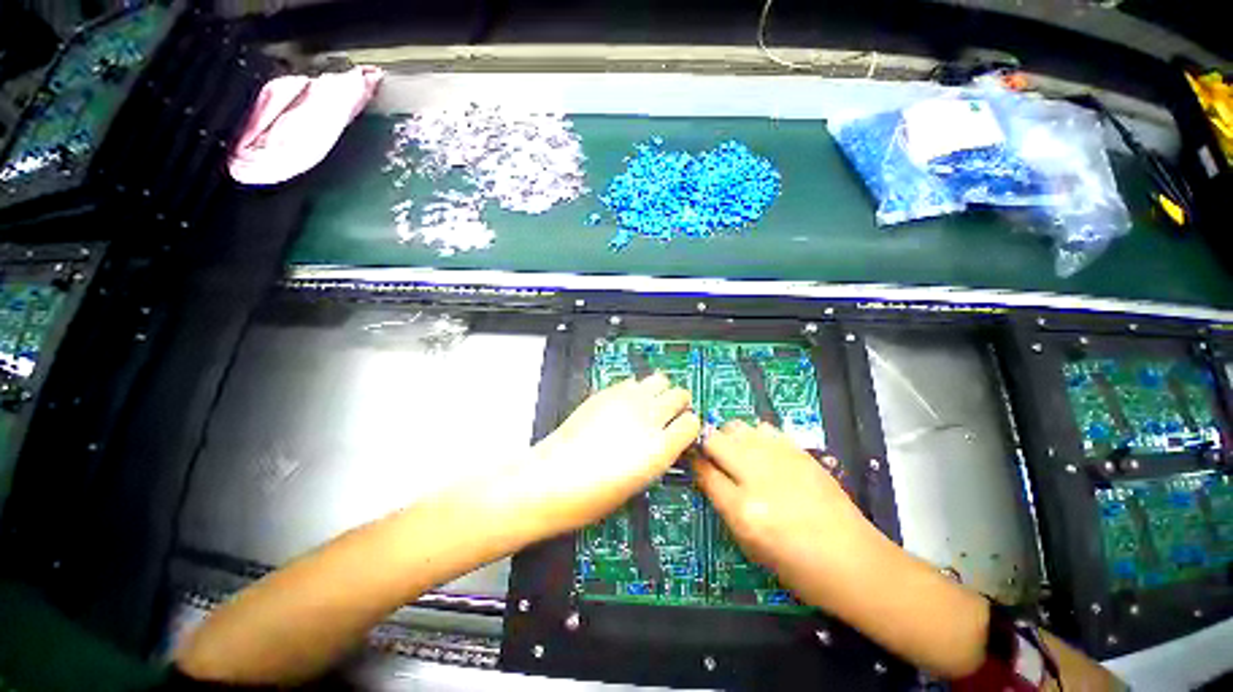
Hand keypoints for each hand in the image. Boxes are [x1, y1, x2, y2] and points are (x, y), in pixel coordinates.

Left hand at [509, 373, 700, 540]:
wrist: (550, 480)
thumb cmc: (591, 497)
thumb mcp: (638, 484)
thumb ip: (657, 455)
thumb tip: (665, 441)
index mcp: (659, 449)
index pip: (692, 423)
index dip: (688, 426)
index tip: (683, 430)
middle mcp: (648, 418)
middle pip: (680, 394)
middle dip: (679, 403)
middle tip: (670, 413)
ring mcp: (626, 401)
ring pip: (659, 379)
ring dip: (660, 390)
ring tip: (650, 402)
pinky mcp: (606, 393)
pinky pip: (632, 381)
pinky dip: (635, 389)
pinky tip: (625, 403)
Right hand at [693, 420, 879, 591]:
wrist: (854, 561)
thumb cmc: (798, 567)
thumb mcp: (749, 545)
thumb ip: (723, 505)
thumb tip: (707, 474)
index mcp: (744, 510)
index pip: (704, 471)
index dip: (694, 463)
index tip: (693, 460)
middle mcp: (759, 477)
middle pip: (715, 440)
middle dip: (707, 445)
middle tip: (713, 456)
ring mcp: (781, 459)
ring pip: (737, 427)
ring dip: (729, 437)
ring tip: (737, 453)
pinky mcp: (799, 451)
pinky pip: (764, 428)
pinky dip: (755, 436)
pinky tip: (762, 452)